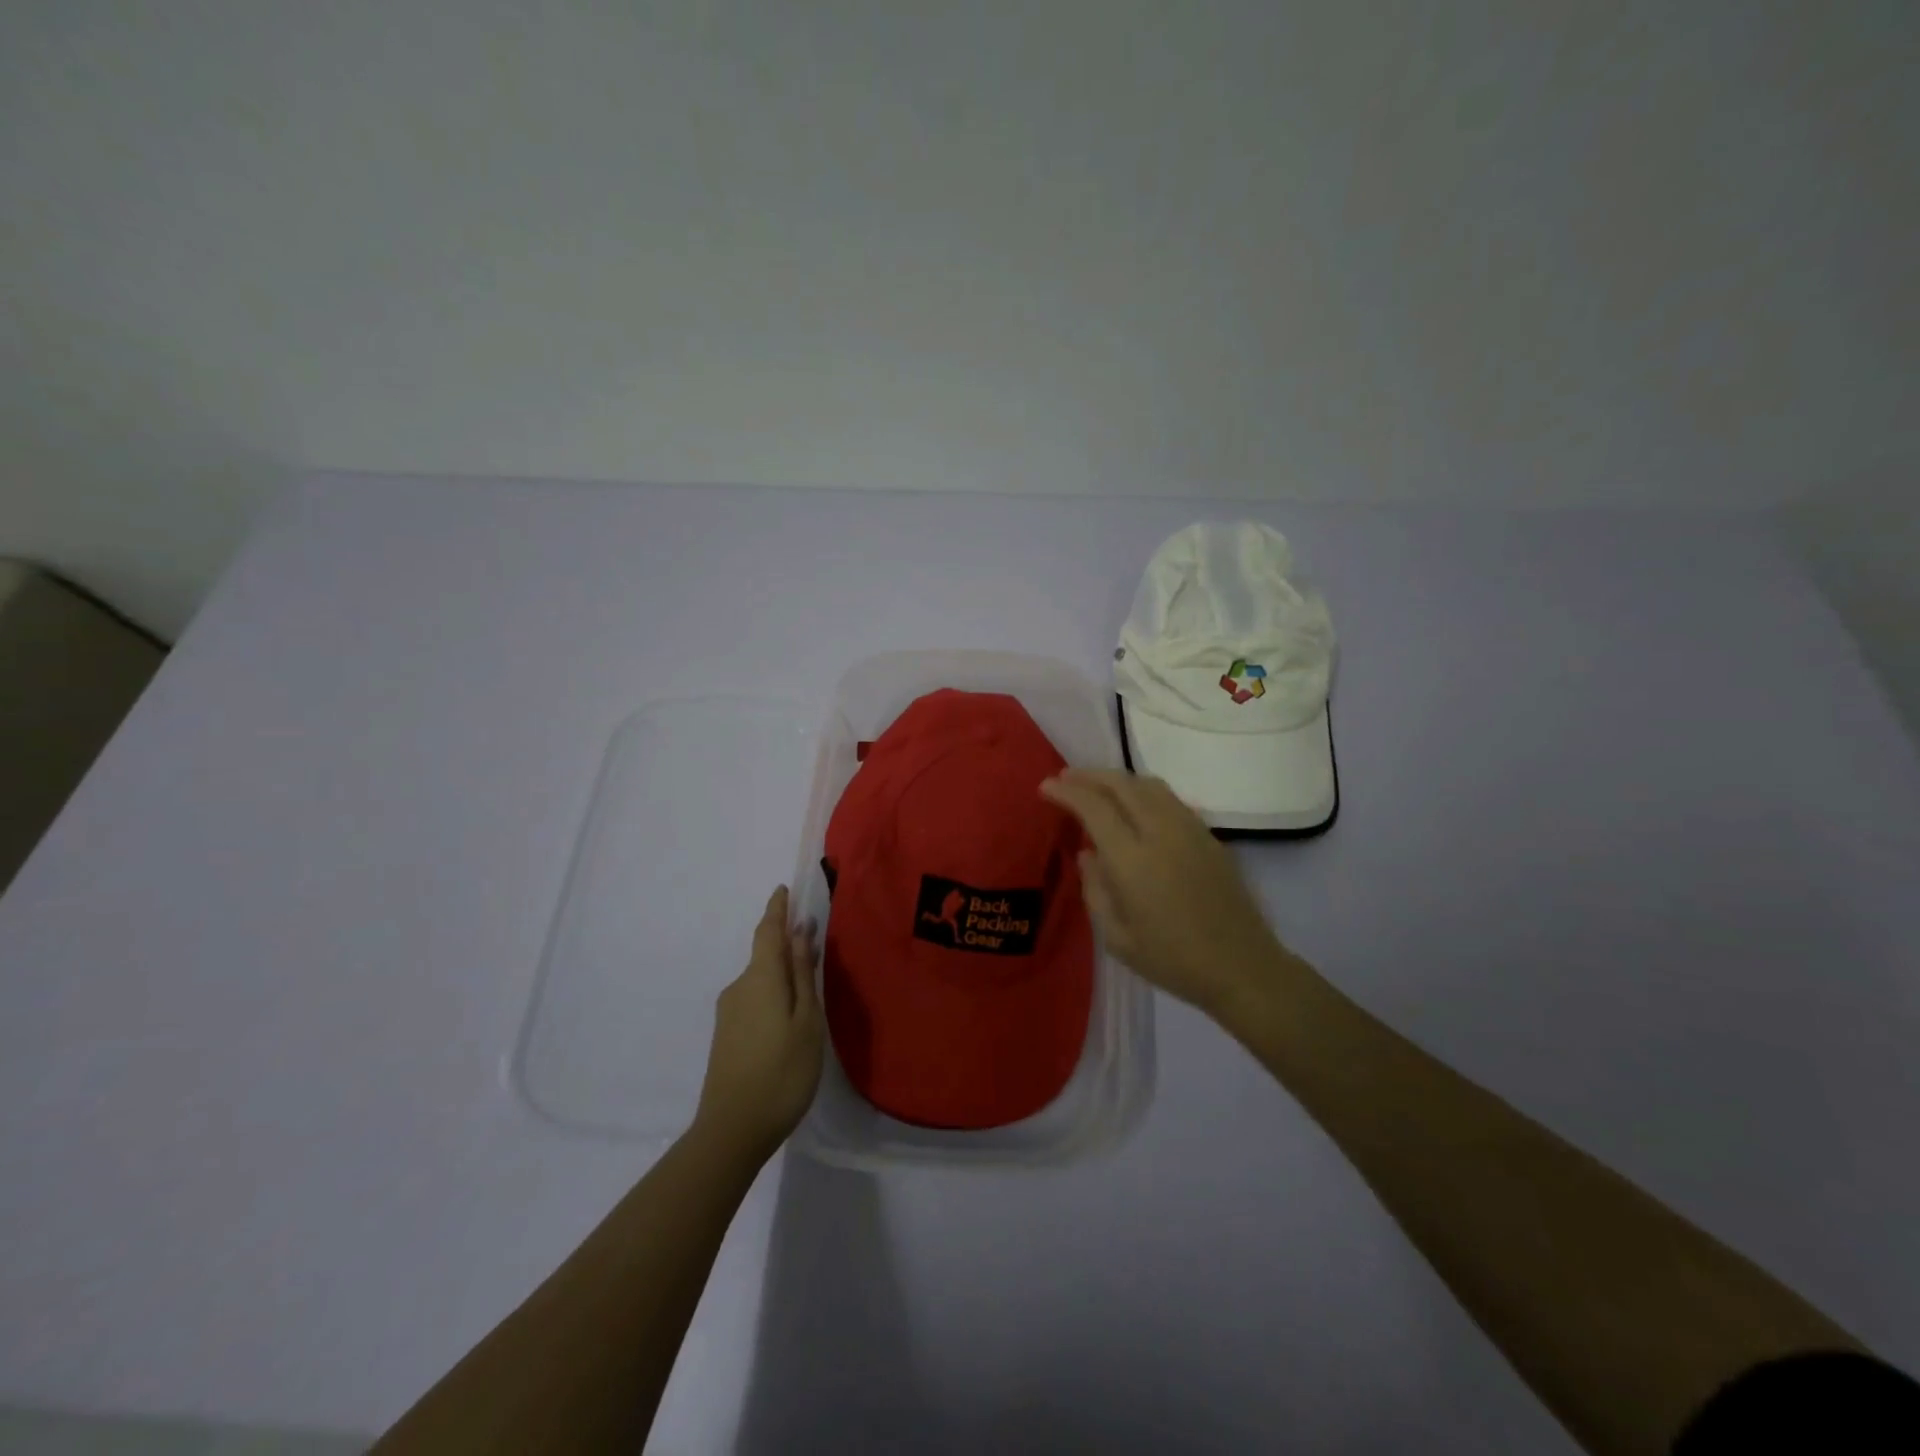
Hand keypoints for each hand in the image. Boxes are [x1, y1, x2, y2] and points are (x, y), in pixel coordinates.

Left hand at [693, 886, 824, 1162]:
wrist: (731, 1131)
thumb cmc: (782, 1071)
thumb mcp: (806, 1020)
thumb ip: (803, 974)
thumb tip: (801, 932)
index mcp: (760, 978)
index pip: (768, 931)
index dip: (777, 909)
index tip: (783, 889)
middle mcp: (739, 987)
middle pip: (765, 954)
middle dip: (787, 943)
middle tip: (815, 941)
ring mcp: (728, 1012)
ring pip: (760, 979)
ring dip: (782, 971)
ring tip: (809, 981)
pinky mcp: (726, 1035)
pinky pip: (754, 998)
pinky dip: (773, 992)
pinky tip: (789, 1013)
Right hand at [1040, 769, 1288, 1015]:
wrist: (1242, 968)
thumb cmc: (1173, 961)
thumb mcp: (1117, 938)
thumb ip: (1095, 890)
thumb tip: (1087, 855)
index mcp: (1132, 860)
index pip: (1093, 807)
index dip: (1067, 791)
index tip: (1046, 787)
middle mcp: (1161, 832)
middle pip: (1121, 784)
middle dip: (1089, 775)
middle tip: (1066, 778)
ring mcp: (1189, 830)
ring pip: (1149, 785)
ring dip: (1117, 779)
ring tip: (1098, 787)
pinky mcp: (1209, 836)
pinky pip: (1169, 799)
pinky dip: (1143, 792)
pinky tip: (1135, 807)